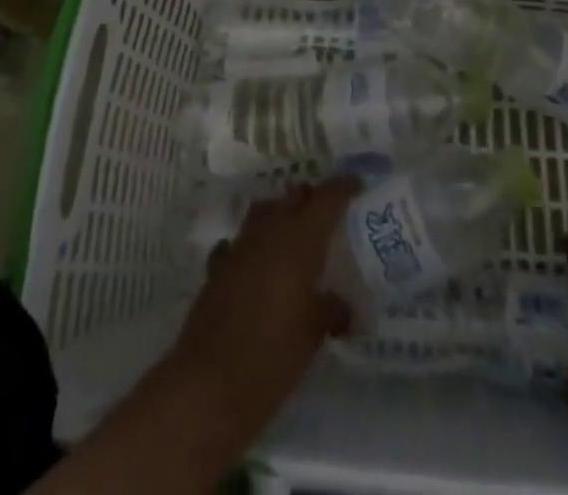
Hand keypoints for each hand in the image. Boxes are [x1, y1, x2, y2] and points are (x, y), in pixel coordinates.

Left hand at [168, 177, 358, 433]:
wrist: (209, 383)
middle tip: (328, 215)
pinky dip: (250, 246)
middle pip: (294, 196)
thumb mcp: (315, 334)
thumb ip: (332, 310)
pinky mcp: (217, 267)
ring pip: (264, 211)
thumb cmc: (273, 355)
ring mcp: (239, 245)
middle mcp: (270, 230)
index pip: (327, 198)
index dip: (344, 187)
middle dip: (312, 198)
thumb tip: (343, 308)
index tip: (357, 183)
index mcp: (300, 238)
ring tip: (294, 235)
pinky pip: (238, 242)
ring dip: (280, 215)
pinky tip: (255, 264)